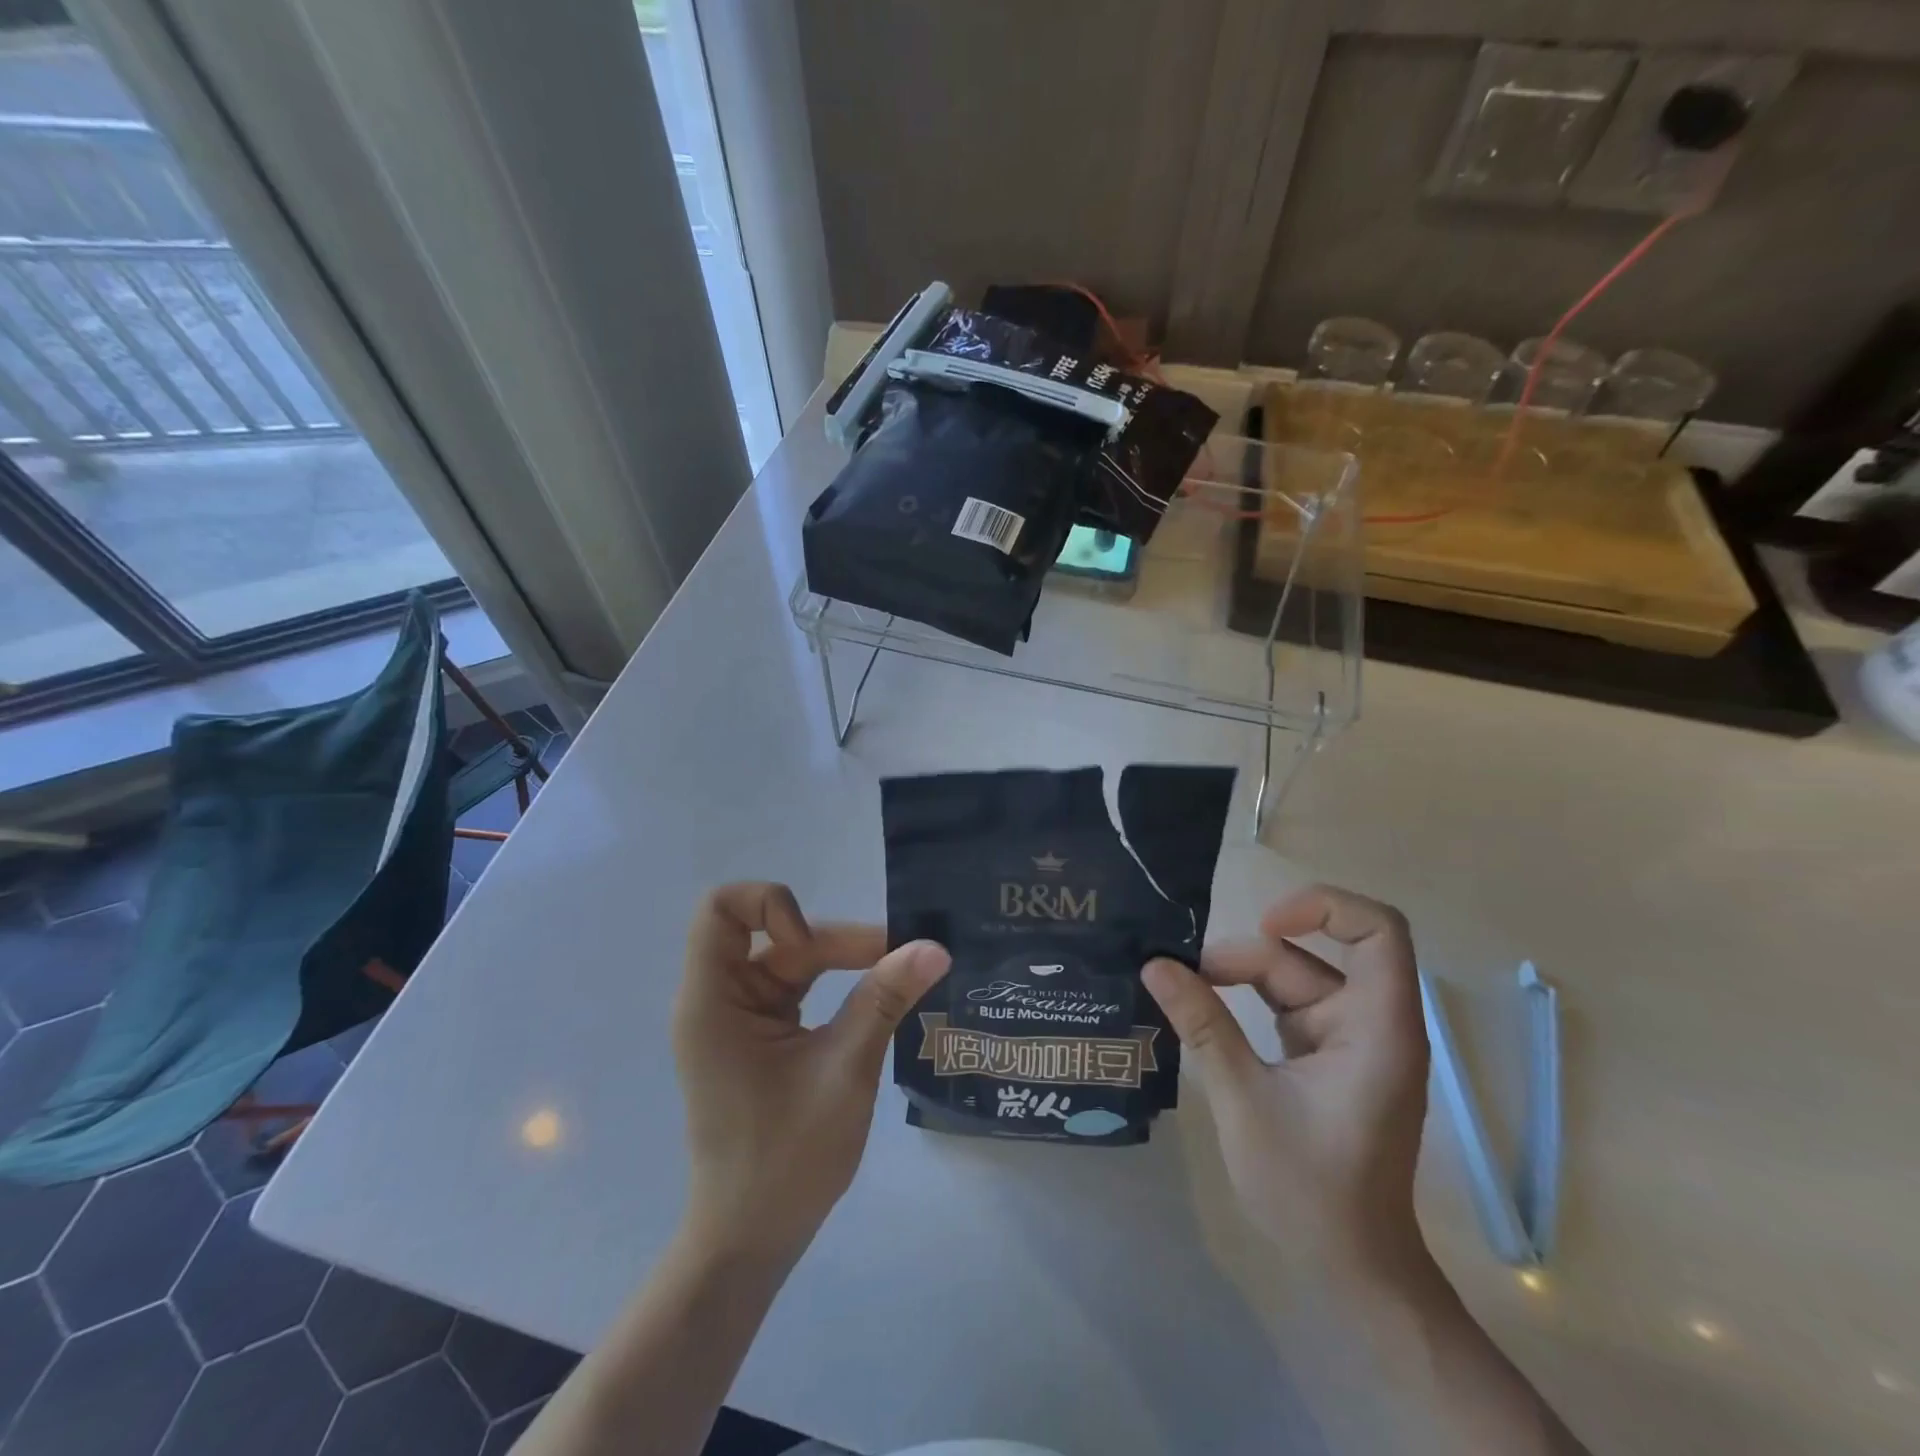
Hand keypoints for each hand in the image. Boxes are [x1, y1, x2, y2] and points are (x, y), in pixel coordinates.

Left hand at [672, 883, 949, 1262]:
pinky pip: (797, 988)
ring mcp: (739, 1017)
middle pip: (774, 934)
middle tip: (904, 955)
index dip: (770, 906)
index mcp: (713, 1001)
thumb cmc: (785, 1160)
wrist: (750, 1241)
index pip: (721, 910)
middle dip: (837, 940)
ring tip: (903, 973)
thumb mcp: (843, 1071)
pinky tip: (879, 997)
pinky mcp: (759, 1036)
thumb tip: (934, 947)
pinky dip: (837, 985)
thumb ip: (884, 1000)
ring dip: (844, 960)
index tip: (810, 945)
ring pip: (792, 958)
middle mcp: (719, 999)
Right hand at [1142, 884, 1428, 1272]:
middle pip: (1310, 957)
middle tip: (1184, 977)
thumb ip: (1203, 1025)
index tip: (1264, 925)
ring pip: (1292, 979)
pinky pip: (1286, 1007)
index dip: (1324, 908)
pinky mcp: (1327, 1056)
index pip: (1379, 932)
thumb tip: (1155, 965)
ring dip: (1239, 980)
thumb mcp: (1245, 1099)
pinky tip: (1202, 1011)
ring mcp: (1349, 1040)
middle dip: (1245, 959)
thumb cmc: (1309, 1189)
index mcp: (1377, 1028)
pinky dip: (1246, 1003)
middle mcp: (1371, 1023)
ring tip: (1184, 993)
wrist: (1350, 1269)